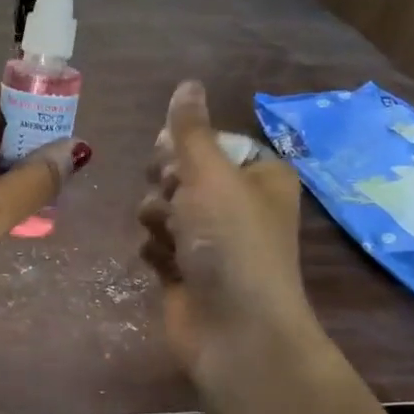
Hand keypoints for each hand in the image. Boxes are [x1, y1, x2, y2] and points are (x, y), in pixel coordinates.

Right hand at [136, 80, 315, 372]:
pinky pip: (154, 241)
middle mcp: (237, 203)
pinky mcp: (187, 268)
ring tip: (173, 240)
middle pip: (179, 172)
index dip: (184, 149)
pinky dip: (156, 250)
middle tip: (177, 202)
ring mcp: (211, 239)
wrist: (234, 330)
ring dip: (158, 219)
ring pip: (160, 206)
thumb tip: (188, 83)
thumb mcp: (210, 175)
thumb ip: (190, 130)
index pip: (207, 141)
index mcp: (259, 175)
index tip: (174, 161)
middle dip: (167, 186)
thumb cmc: (231, 243)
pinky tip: (168, 266)